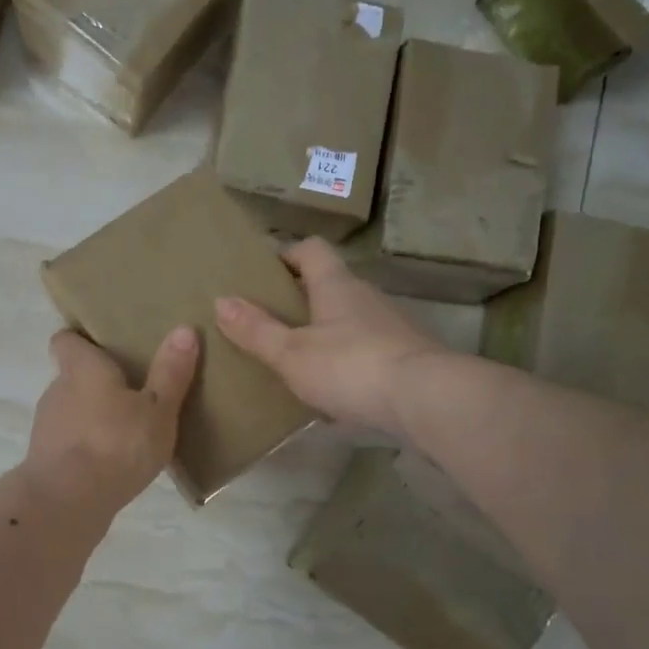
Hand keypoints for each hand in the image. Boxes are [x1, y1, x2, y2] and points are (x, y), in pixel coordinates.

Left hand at [23, 326, 199, 514]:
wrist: (67, 501)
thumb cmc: (117, 443)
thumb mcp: (157, 408)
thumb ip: (170, 372)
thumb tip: (184, 329)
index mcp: (82, 368)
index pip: (66, 340)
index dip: (82, 340)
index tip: (104, 346)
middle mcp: (57, 389)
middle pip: (73, 376)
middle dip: (98, 383)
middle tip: (132, 391)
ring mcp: (47, 426)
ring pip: (71, 411)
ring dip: (93, 418)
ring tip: (127, 431)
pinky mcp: (45, 460)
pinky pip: (69, 443)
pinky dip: (86, 448)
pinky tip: (112, 464)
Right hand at [216, 238, 444, 436]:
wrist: (427, 399)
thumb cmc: (351, 367)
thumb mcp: (292, 353)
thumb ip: (257, 330)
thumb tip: (221, 300)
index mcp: (337, 286)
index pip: (311, 250)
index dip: (286, 254)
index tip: (262, 272)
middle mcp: (367, 297)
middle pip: (330, 284)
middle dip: (300, 298)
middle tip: (269, 320)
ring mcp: (392, 326)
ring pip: (350, 319)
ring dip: (325, 330)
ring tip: (296, 357)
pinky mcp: (406, 357)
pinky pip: (368, 348)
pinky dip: (347, 359)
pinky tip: (333, 387)